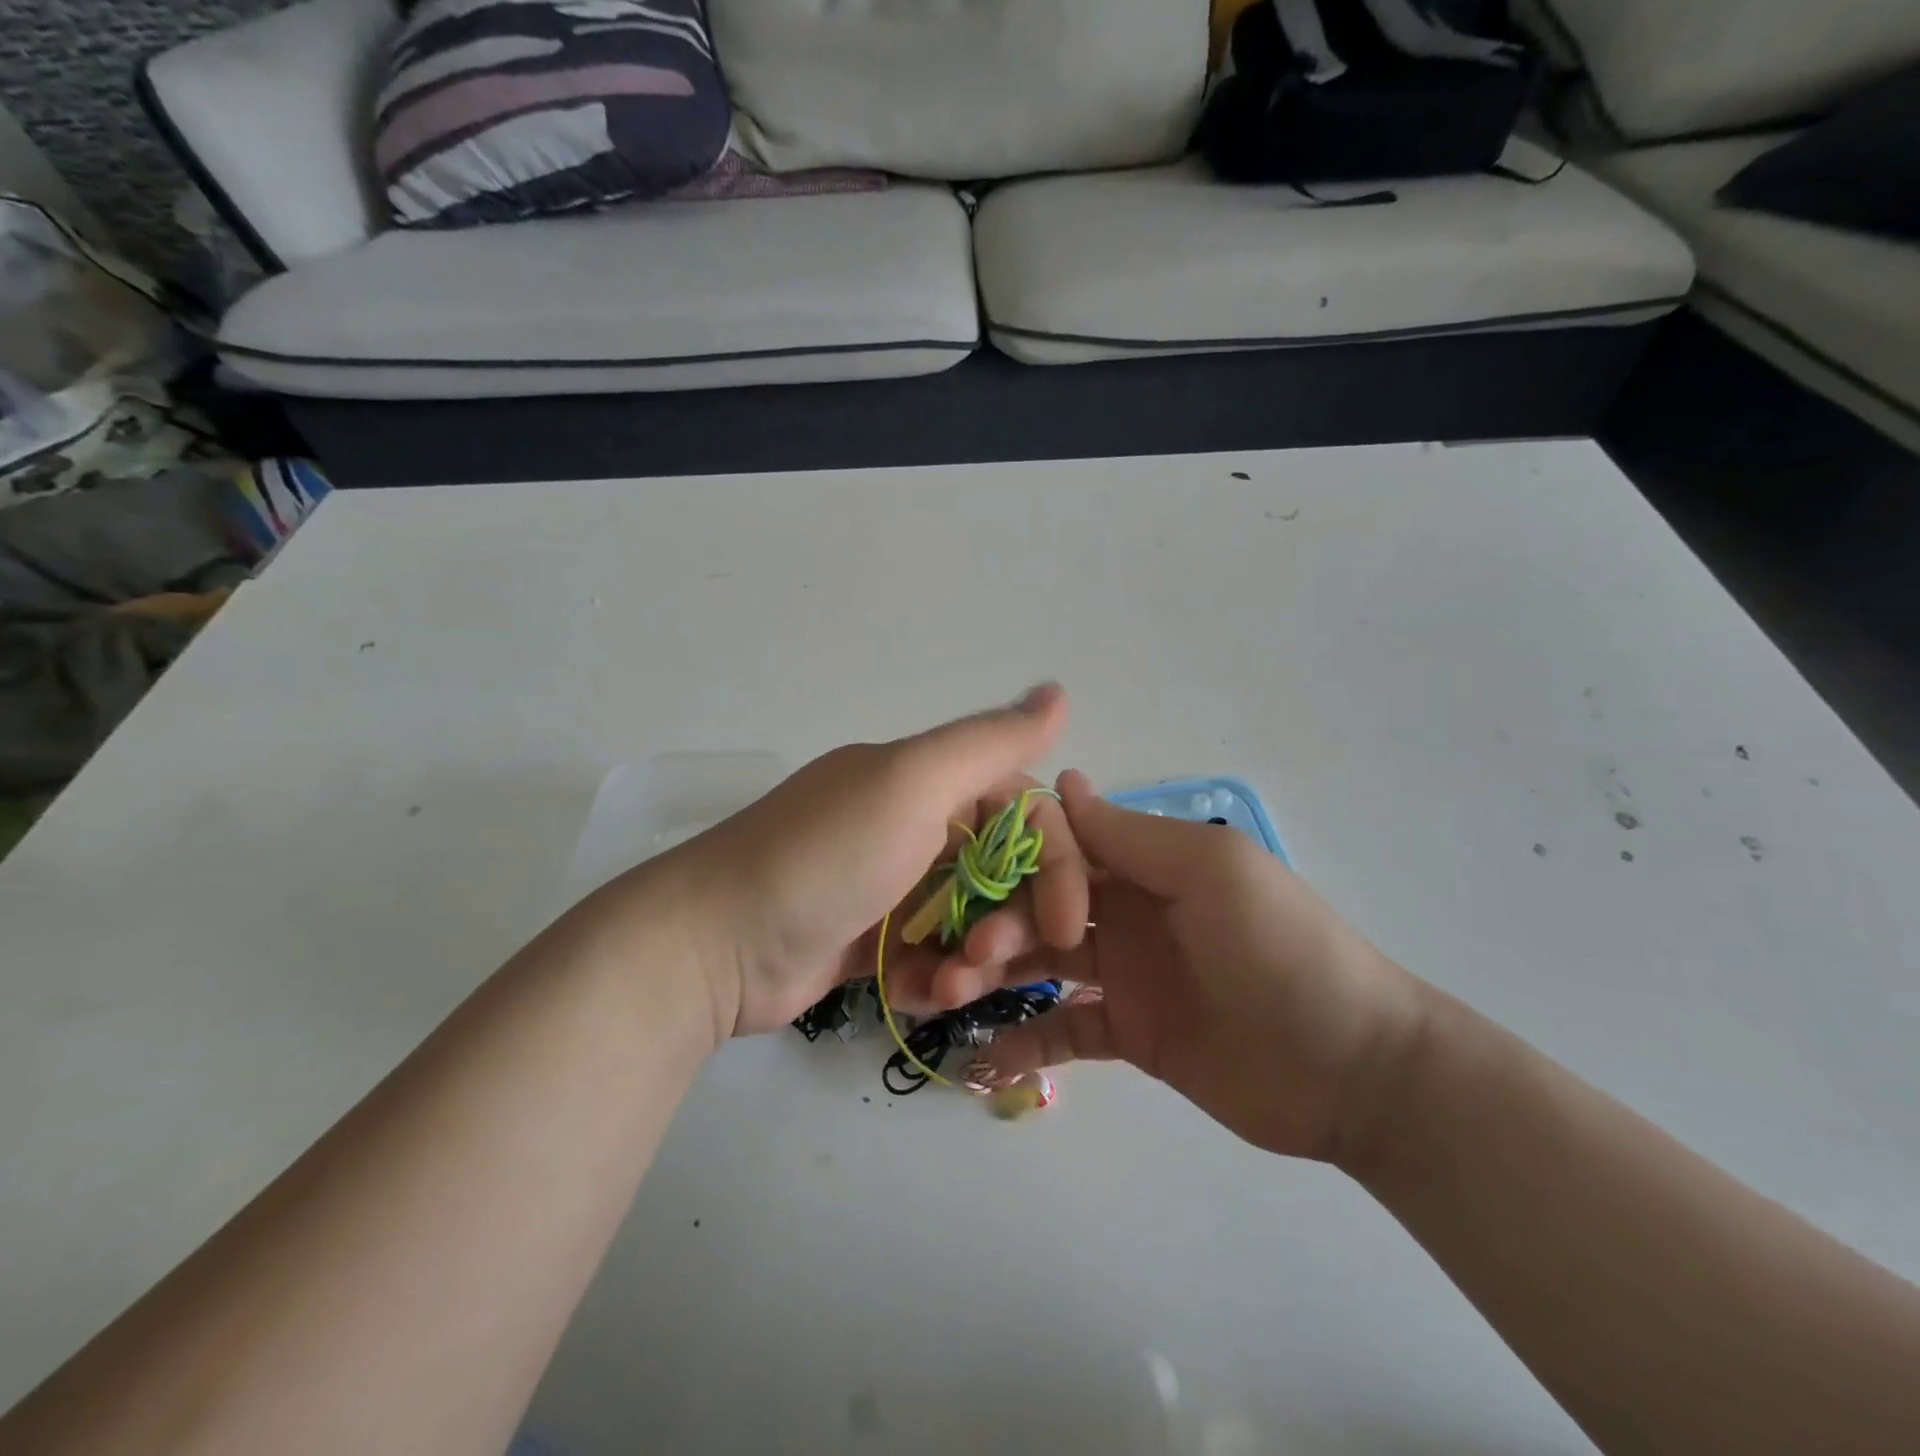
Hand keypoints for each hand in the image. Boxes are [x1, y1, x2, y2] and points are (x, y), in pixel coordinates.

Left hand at [658, 685, 1090, 1038]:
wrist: (713, 944)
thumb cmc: (824, 858)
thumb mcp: (911, 785)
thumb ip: (990, 742)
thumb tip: (1060, 690)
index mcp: (928, 780)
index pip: (1025, 809)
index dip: (1057, 862)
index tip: (1068, 922)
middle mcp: (913, 822)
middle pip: (1003, 869)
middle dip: (1013, 918)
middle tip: (991, 958)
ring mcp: (890, 883)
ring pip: (971, 918)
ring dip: (976, 956)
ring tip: (950, 987)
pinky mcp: (870, 938)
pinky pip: (931, 954)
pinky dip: (934, 975)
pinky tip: (915, 993)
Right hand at [965, 772, 1429, 1164]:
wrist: (1353, 1070)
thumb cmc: (1281, 950)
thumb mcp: (1210, 873)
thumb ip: (1131, 835)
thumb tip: (1060, 781)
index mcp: (1145, 864)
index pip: (1062, 846)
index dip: (1013, 857)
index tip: (967, 873)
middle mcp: (1127, 911)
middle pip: (1041, 906)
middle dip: (999, 923)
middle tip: (969, 955)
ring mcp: (1126, 974)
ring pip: (1042, 964)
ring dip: (997, 975)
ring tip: (954, 996)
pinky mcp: (1129, 1034)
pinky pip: (1065, 1031)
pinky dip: (1026, 1040)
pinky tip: (985, 1055)